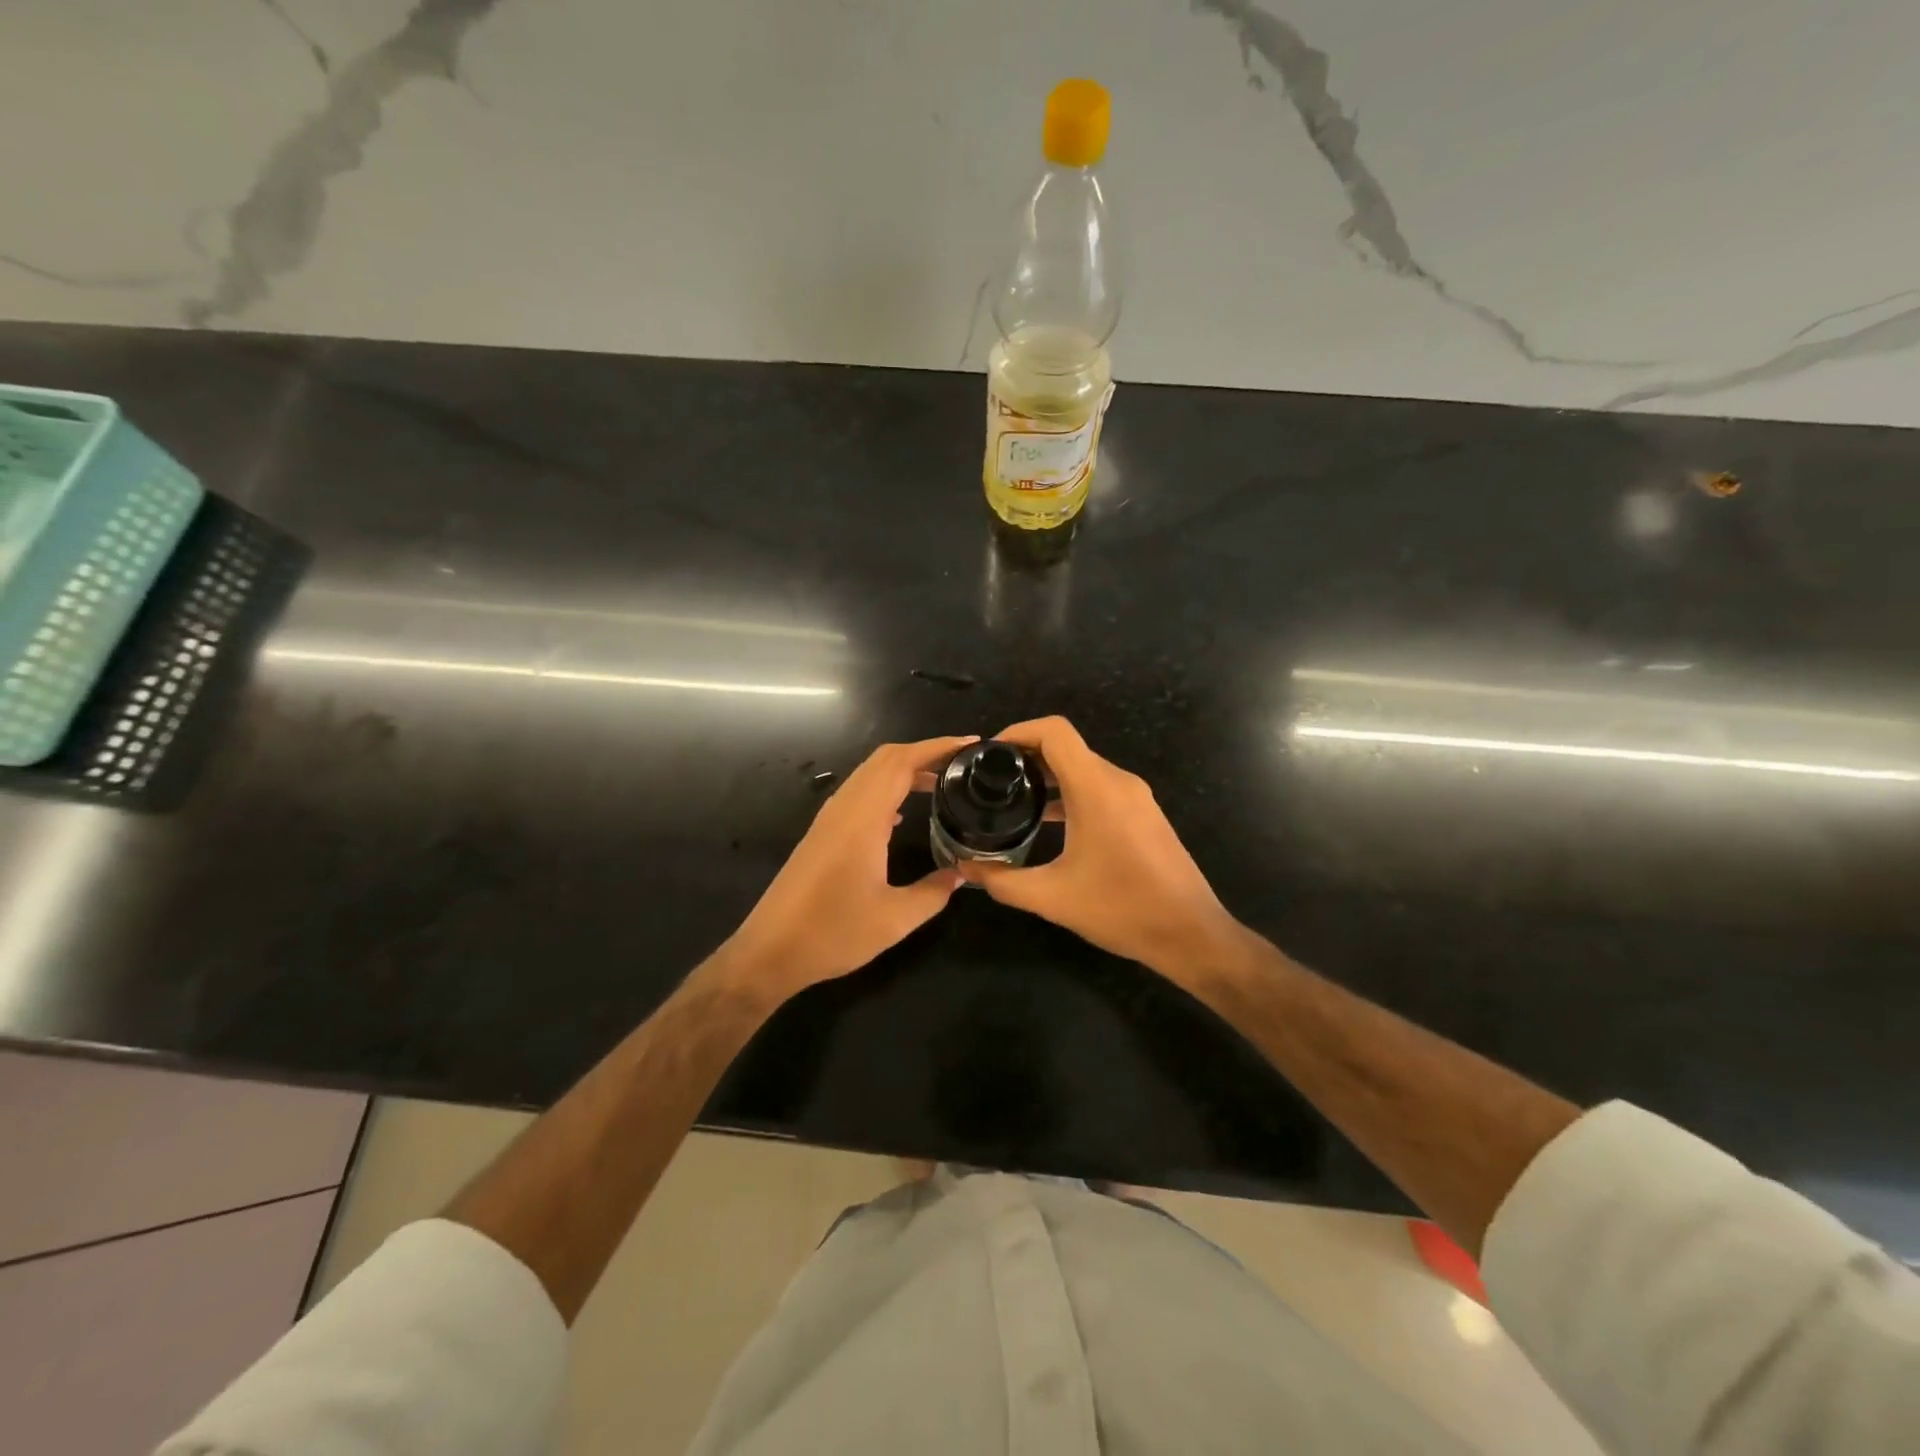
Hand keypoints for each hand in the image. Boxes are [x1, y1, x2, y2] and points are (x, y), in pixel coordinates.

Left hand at [716, 735, 976, 1004]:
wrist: (770, 951)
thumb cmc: (832, 933)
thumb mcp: (895, 919)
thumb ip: (934, 892)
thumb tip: (962, 874)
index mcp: (863, 819)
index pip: (902, 763)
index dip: (938, 747)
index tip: (971, 745)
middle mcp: (844, 808)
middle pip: (885, 759)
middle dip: (925, 752)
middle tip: (962, 763)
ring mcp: (830, 818)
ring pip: (870, 774)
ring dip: (905, 769)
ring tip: (941, 783)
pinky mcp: (822, 833)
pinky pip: (859, 793)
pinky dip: (887, 788)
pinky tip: (902, 814)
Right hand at [957, 717, 1245, 978]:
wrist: (1191, 934)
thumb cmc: (1122, 910)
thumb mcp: (1053, 898)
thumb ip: (1003, 881)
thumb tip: (967, 869)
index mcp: (1096, 789)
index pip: (1055, 731)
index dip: (1018, 731)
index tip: (989, 755)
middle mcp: (1118, 781)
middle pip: (1067, 746)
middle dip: (1026, 755)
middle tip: (991, 781)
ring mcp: (1136, 796)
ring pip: (1083, 767)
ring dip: (1048, 775)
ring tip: (1013, 800)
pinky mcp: (1144, 813)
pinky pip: (1100, 786)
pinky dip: (1070, 792)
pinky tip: (1049, 822)